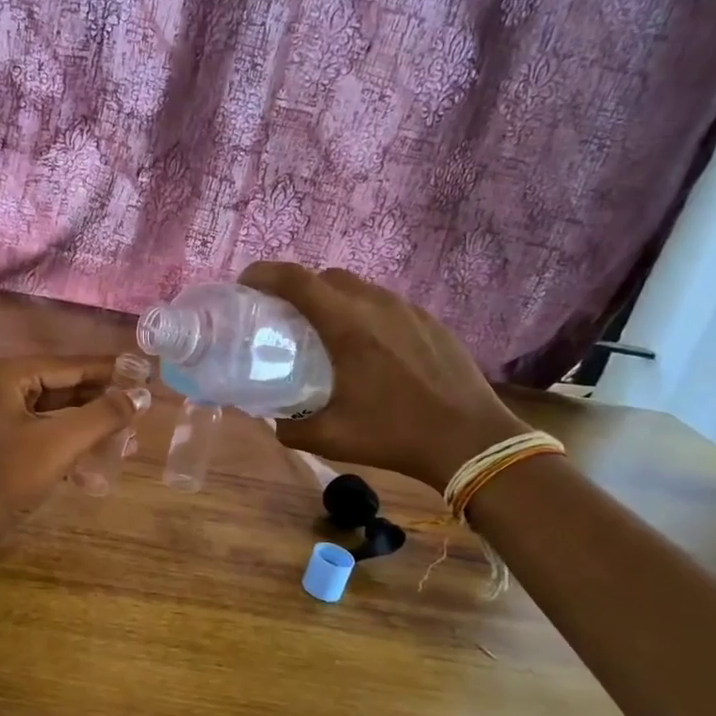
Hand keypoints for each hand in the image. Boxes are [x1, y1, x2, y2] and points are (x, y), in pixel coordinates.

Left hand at [0, 356, 150, 538]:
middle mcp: (1, 387)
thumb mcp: (61, 442)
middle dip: (102, 403)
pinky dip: (70, 444)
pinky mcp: (1, 443)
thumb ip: (103, 415)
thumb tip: (141, 395)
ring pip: (56, 413)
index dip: (110, 372)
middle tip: (140, 411)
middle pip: (64, 388)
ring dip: (90, 426)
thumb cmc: (8, 476)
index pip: (70, 366)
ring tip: (127, 439)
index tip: (144, 375)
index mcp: (9, 375)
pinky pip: (44, 433)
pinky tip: (98, 463)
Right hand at [238, 263, 527, 491]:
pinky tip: (368, 349)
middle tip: (283, 316)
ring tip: (325, 333)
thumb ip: (290, 426)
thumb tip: (273, 420)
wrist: (471, 440)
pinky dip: (365, 314)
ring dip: (333, 300)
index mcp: (347, 325)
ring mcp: (408, 310)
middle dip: (298, 288)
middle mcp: (376, 305)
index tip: (245, 285)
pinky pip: (386, 305)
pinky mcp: (430, 321)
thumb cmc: (394, 434)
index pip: (295, 279)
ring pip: (359, 288)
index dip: (263, 274)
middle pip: (326, 277)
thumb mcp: (330, 437)